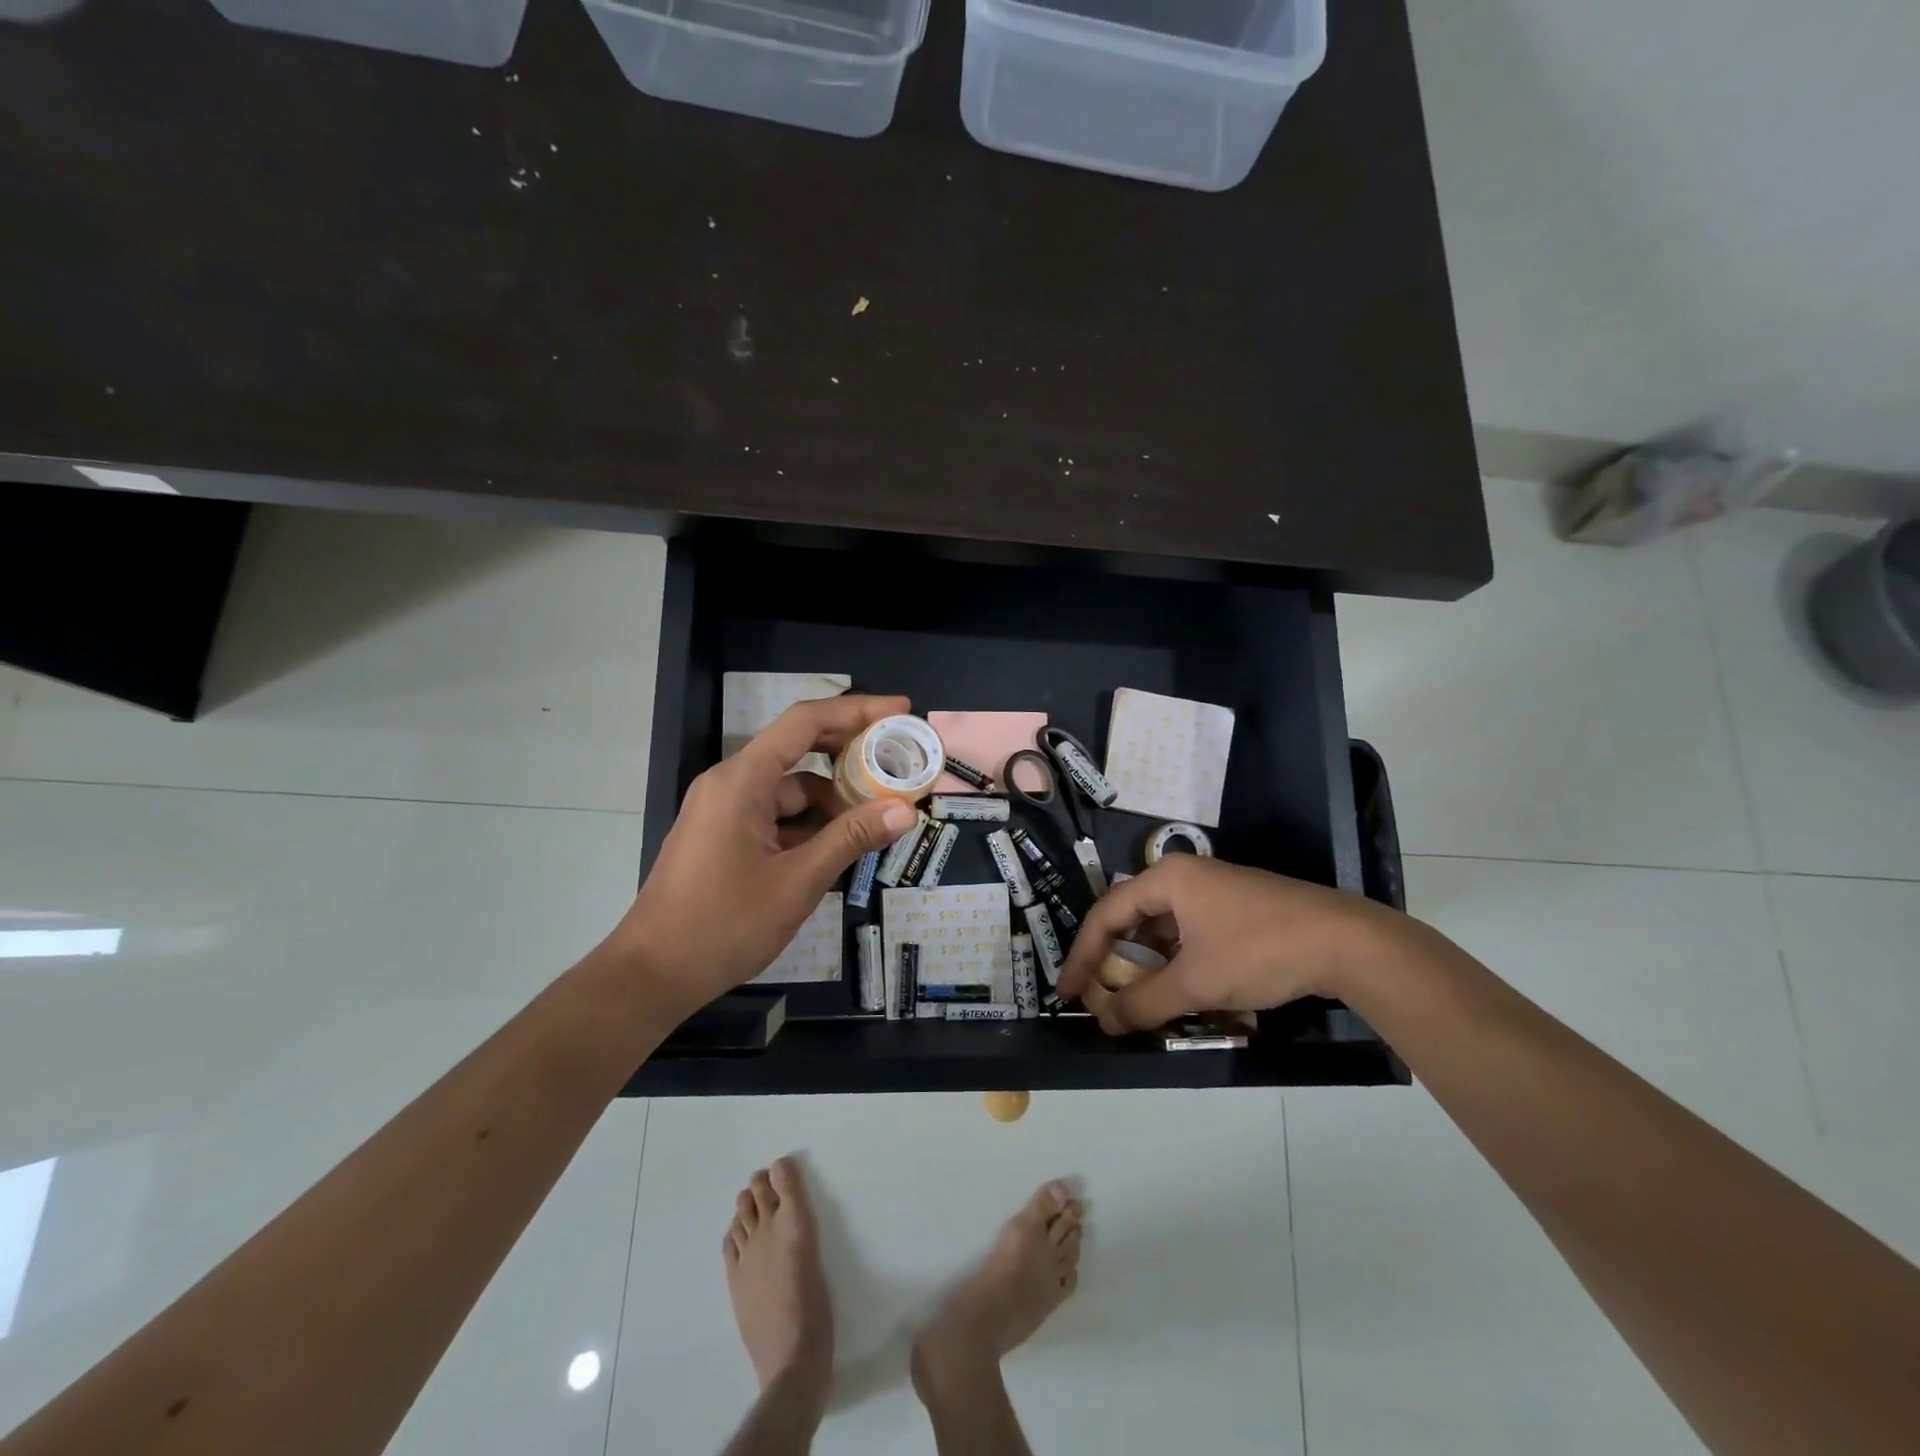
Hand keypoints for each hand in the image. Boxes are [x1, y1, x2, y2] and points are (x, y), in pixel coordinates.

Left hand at [616, 694, 921, 1011]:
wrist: (652, 975)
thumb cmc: (724, 924)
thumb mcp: (798, 882)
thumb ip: (851, 839)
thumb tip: (905, 811)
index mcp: (742, 780)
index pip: (805, 722)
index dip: (857, 710)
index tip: (901, 710)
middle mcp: (731, 783)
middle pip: (799, 749)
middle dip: (851, 753)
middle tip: (899, 761)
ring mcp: (725, 810)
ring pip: (790, 788)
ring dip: (832, 798)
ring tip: (878, 815)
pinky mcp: (724, 835)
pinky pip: (776, 815)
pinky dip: (809, 823)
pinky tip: (840, 845)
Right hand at [1055, 856, 1400, 1034]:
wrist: (1347, 943)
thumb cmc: (1259, 951)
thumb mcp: (1196, 982)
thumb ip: (1145, 1003)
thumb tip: (1105, 1023)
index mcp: (1167, 879)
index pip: (1106, 914)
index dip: (1083, 956)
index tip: (1068, 993)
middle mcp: (1185, 877)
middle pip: (1133, 919)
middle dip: (1115, 962)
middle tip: (1100, 998)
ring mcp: (1214, 892)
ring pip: (1164, 931)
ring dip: (1148, 968)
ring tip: (1138, 1003)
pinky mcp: (1237, 910)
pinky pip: (1190, 935)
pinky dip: (1178, 964)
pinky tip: (1181, 993)